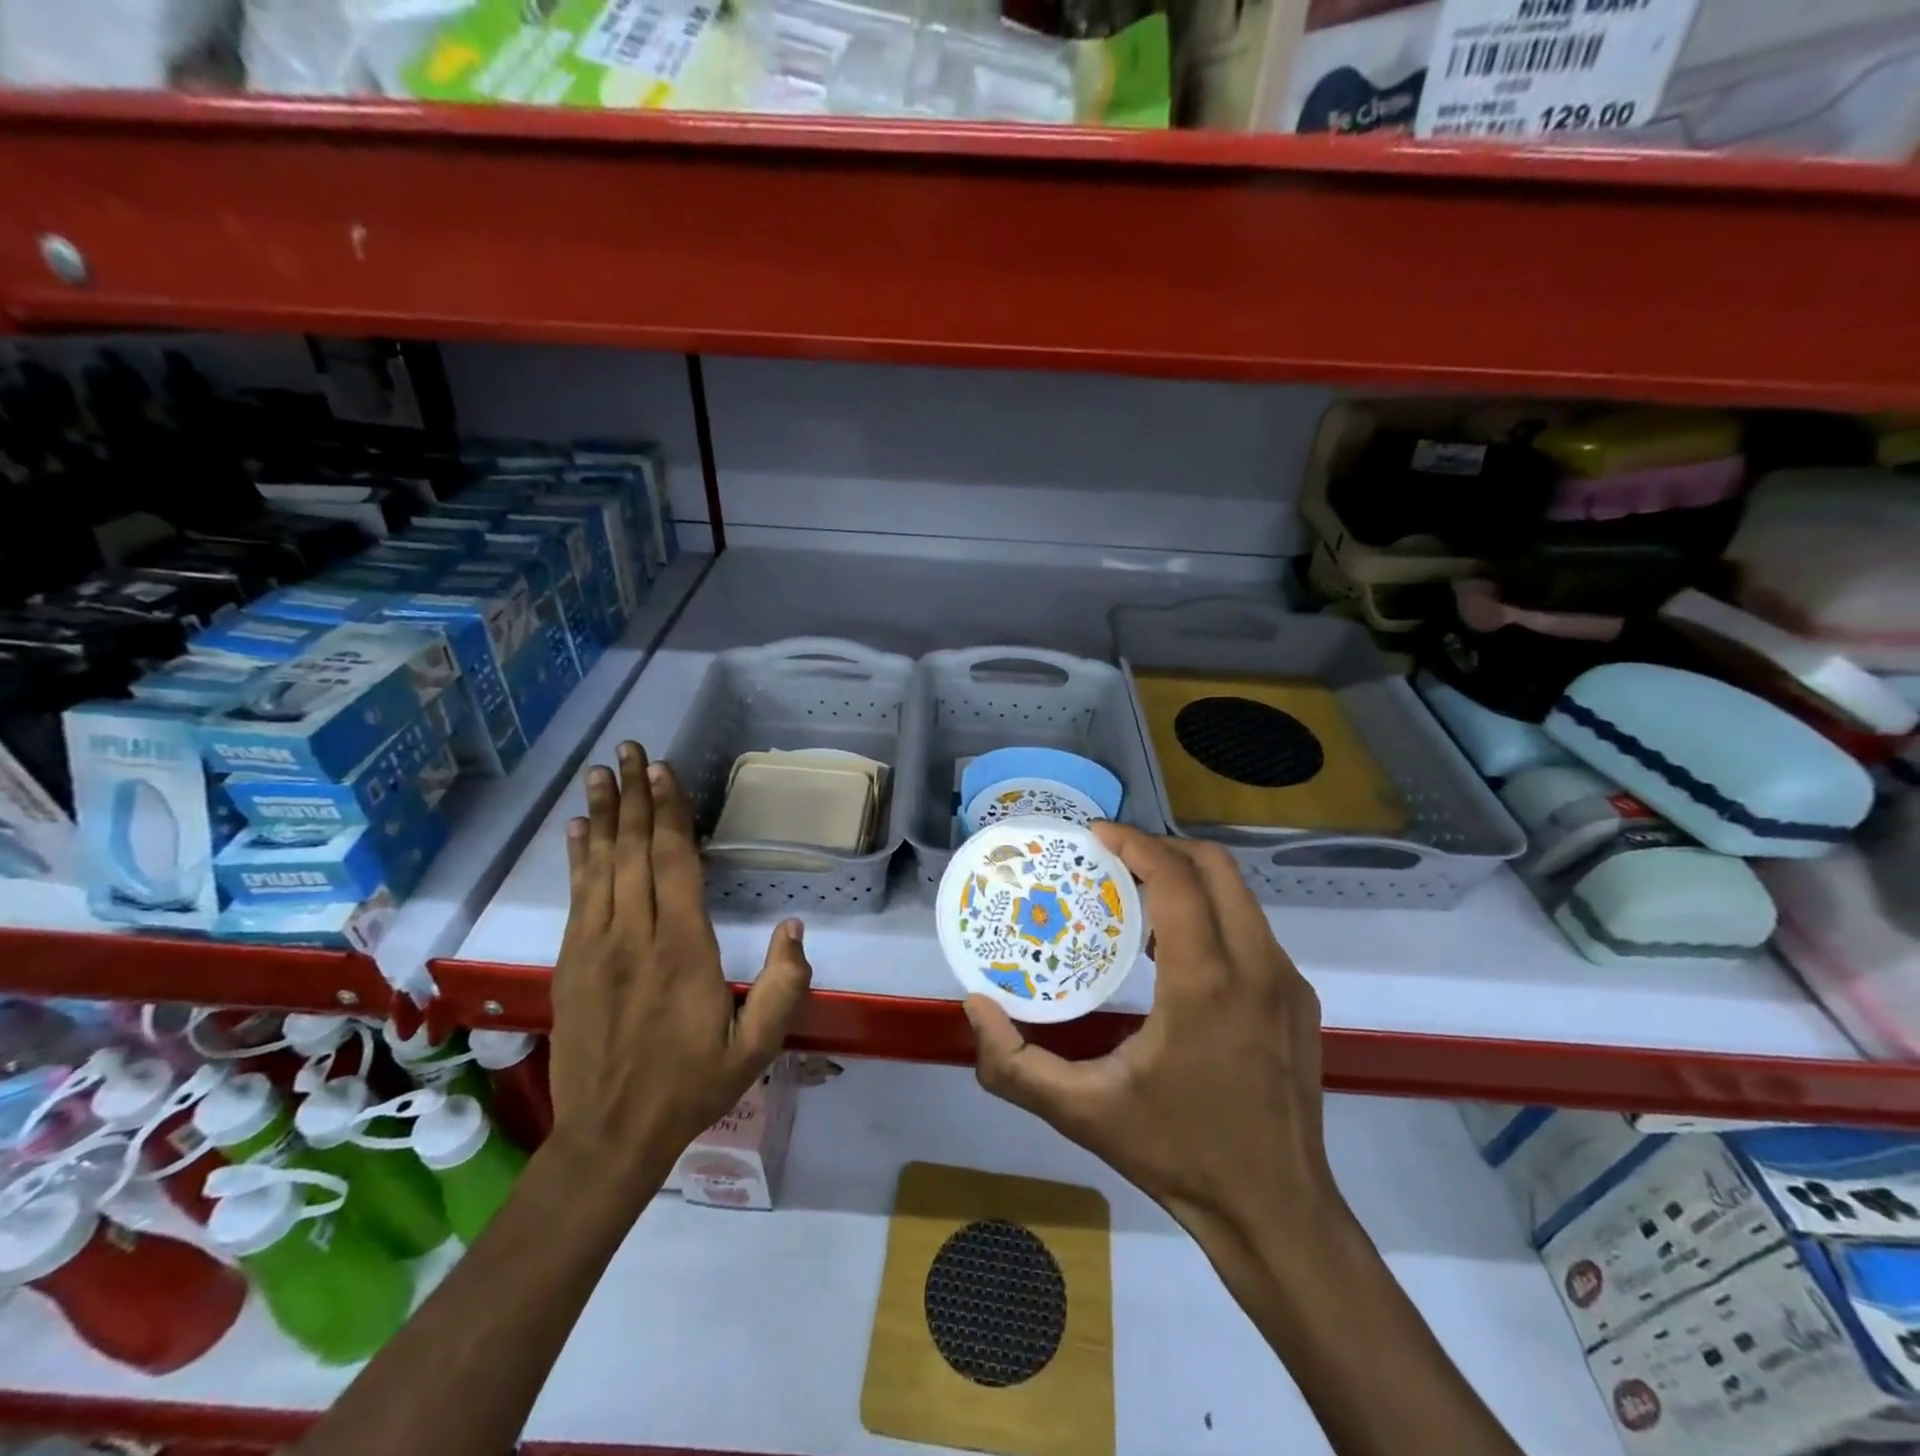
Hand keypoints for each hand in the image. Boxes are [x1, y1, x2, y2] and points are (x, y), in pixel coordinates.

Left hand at [549, 741, 812, 1204]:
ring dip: (602, 815)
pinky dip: (577, 858)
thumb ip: (783, 986)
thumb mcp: (755, 1047)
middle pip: (633, 851)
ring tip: (600, 772)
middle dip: (633, 796)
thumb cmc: (691, 1085)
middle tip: (629, 750)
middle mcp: (634, 936)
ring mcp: (595, 946)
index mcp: (682, 949)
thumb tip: (794, 927)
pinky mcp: (570, 962)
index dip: (669, 813)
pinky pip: (576, 896)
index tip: (664, 771)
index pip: (674, 863)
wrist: (610, 1135)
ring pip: (600, 866)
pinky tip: (576, 830)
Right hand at [965, 824, 1333, 1245]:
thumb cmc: (1177, 1153)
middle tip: (1112, 860)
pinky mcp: (1299, 999)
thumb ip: (1015, 1064)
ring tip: (1136, 900)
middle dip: (1161, 848)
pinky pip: (1253, 929)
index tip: (1095, 835)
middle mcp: (1255, 965)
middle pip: (1214, 866)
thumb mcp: (1082, 1113)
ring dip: (1187, 880)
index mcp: (1204, 981)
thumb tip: (974, 1007)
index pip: (1175, 878)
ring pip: (1239, 895)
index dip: (1134, 843)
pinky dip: (1212, 914)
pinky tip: (1177, 952)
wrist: (1277, 1214)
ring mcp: (1286, 980)